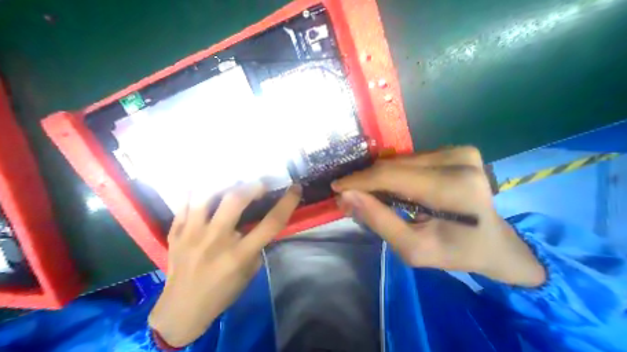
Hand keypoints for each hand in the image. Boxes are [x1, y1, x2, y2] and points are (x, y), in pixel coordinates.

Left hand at [149, 183, 301, 347]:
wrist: (180, 311)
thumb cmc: (224, 291)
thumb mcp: (251, 269)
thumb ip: (258, 241)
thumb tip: (263, 217)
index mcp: (239, 254)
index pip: (271, 223)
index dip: (287, 202)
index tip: (296, 189)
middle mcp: (215, 241)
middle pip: (235, 200)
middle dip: (253, 186)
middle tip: (261, 185)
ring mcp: (190, 234)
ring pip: (206, 195)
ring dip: (226, 183)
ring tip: (236, 182)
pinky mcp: (175, 232)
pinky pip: (185, 202)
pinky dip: (199, 189)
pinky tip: (210, 185)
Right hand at [335, 147, 547, 287]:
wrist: (495, 242)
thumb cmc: (455, 251)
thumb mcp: (412, 248)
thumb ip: (377, 219)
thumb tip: (347, 196)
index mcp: (453, 189)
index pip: (390, 176)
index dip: (358, 181)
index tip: (337, 187)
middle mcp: (457, 161)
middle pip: (390, 166)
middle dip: (363, 181)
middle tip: (347, 195)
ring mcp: (457, 151)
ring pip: (395, 161)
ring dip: (376, 178)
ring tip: (366, 194)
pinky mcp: (453, 150)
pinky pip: (406, 160)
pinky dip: (390, 174)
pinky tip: (388, 188)